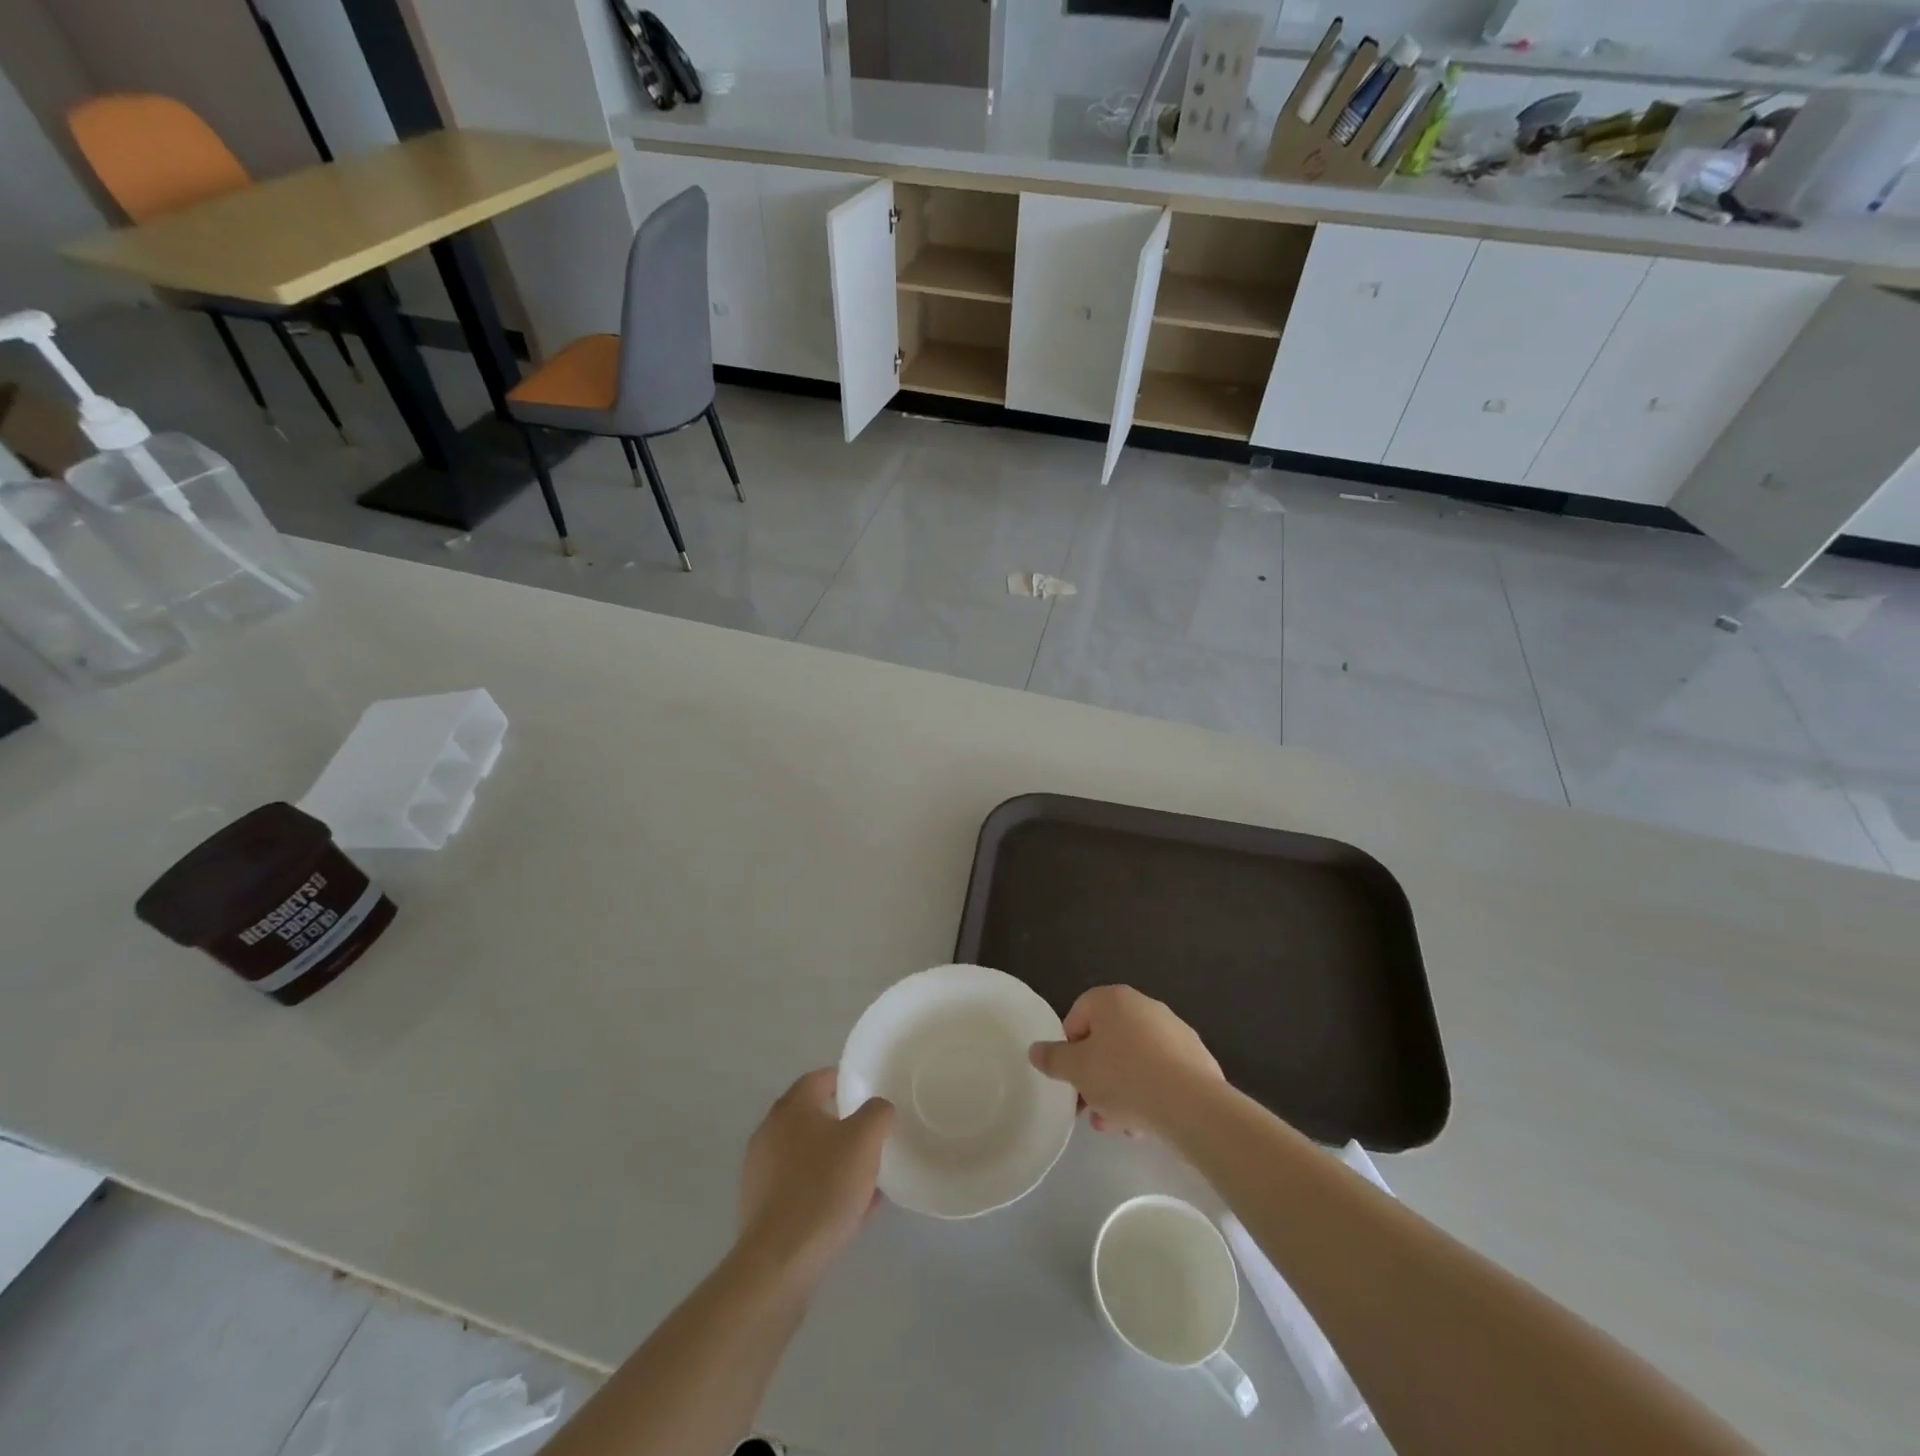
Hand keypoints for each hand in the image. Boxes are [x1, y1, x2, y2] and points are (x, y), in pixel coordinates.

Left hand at [738, 1069, 892, 1282]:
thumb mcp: (865, 1140)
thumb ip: (877, 1113)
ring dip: (836, 1162)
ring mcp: (762, 1173)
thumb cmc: (823, 1188)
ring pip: (809, 1157)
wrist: (779, 1263)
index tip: (870, 1094)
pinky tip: (852, 1213)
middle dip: (844, 1126)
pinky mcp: (763, 1210)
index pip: (820, 1078)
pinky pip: (802, 1190)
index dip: (846, 1082)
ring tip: (868, 1180)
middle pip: (813, 1118)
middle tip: (872, 1138)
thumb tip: (878, 1108)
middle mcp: (770, 1133)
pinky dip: (824, 1192)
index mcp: (791, 1108)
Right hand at [1028, 986, 1223, 1138]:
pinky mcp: (1194, 1058)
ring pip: (1134, 1060)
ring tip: (1117, 1126)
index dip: (1068, 1048)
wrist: (1191, 1105)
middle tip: (1090, 1108)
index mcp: (1113, 999)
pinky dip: (1149, 1093)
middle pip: (1107, 1040)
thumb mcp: (1077, 1070)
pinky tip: (1144, 1125)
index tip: (1069, 1079)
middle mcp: (1144, 1006)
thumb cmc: (1124, 1077)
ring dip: (1120, 1090)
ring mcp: (1173, 1030)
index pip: (1078, 1015)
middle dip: (1095, 1076)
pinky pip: (1160, 1073)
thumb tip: (1035, 1049)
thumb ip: (1053, 1058)